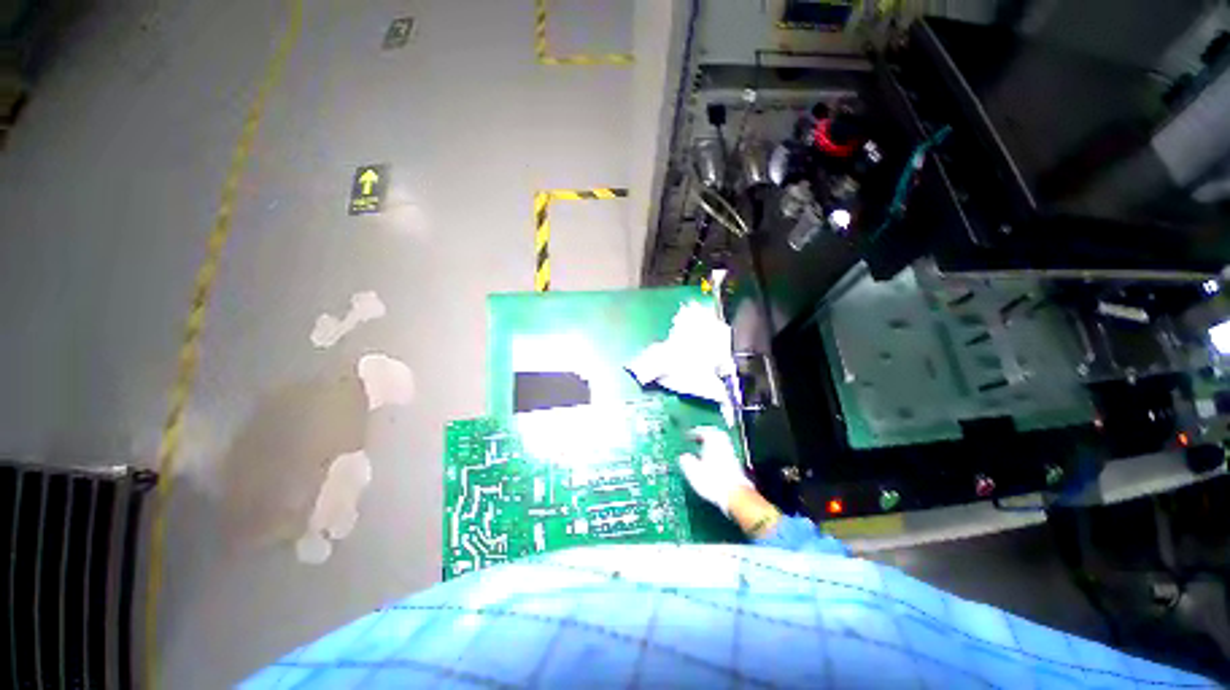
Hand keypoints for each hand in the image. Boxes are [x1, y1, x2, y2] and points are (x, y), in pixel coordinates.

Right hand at [678, 426, 752, 514]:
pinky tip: (711, 462)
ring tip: (703, 449)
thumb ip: (687, 462)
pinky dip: (717, 453)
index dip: (696, 432)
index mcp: (713, 445)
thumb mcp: (694, 472)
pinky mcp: (735, 466)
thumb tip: (683, 457)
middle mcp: (724, 447)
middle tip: (698, 437)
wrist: (735, 494)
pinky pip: (725, 453)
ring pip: (722, 444)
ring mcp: (731, 456)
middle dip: (707, 435)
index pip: (706, 432)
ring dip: (713, 444)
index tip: (688, 435)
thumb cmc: (713, 482)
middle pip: (717, 435)